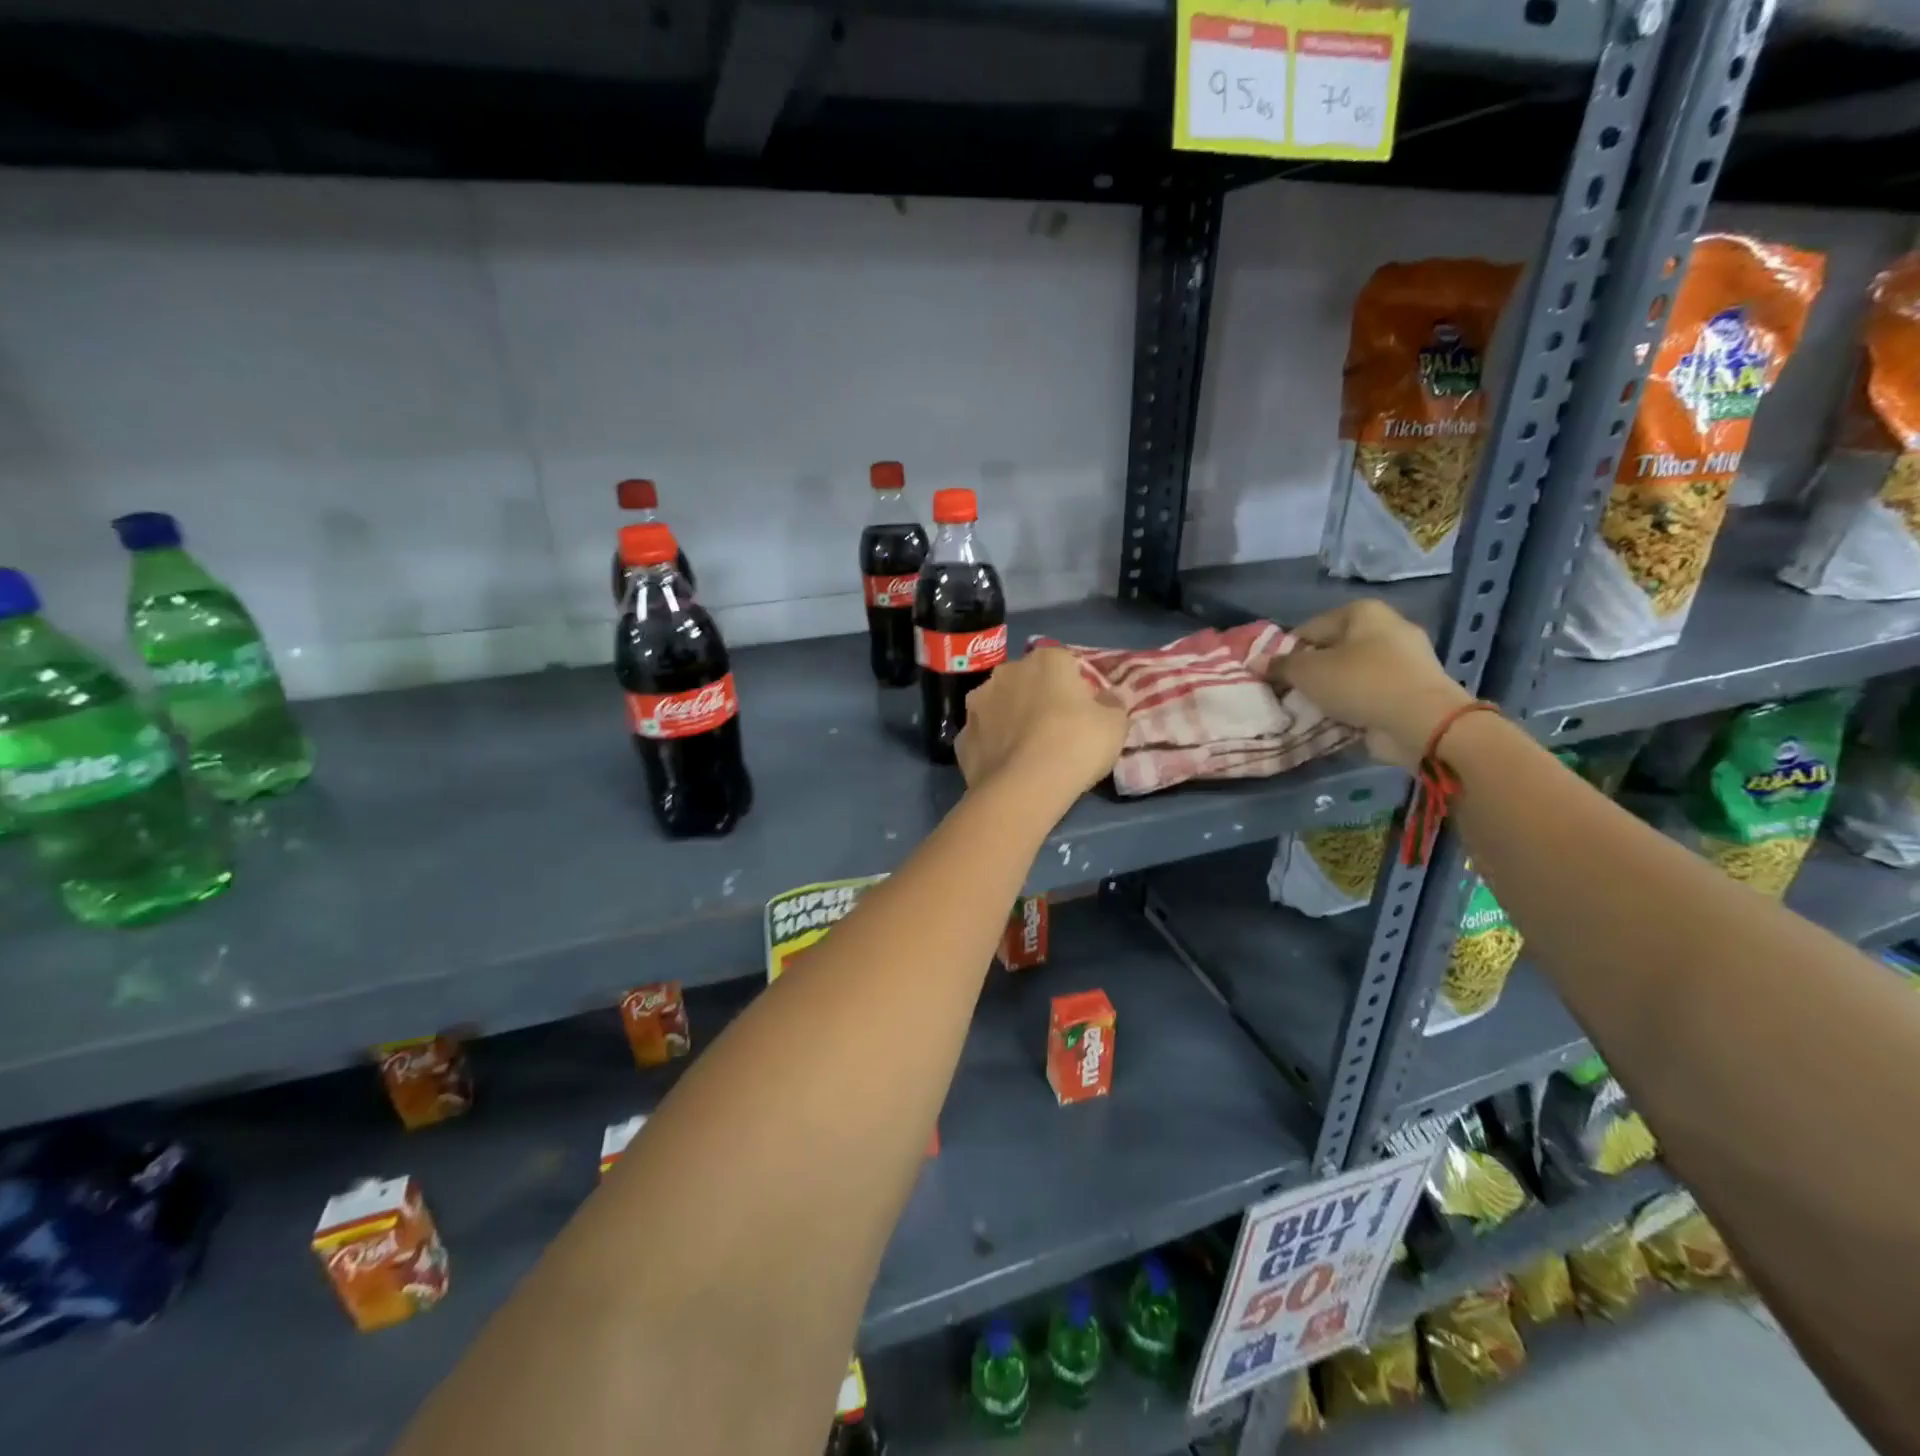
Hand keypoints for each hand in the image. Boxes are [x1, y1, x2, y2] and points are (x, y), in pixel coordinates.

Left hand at [955, 648, 1126, 803]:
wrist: (1024, 788)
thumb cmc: (1076, 745)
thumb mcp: (1115, 724)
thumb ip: (1112, 704)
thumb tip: (1107, 698)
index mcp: (1045, 660)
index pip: (1065, 663)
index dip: (1076, 686)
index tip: (1084, 711)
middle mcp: (1006, 672)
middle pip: (1028, 681)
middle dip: (1039, 698)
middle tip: (1056, 730)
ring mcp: (978, 703)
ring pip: (1000, 705)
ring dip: (1011, 718)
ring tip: (1027, 750)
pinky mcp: (962, 736)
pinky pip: (984, 735)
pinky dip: (993, 745)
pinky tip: (1006, 766)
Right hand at [1268, 600, 1471, 769]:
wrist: (1422, 721)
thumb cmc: (1360, 682)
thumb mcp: (1307, 672)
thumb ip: (1280, 666)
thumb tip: (1256, 662)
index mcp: (1362, 612)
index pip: (1308, 629)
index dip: (1285, 653)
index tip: (1272, 677)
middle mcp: (1386, 628)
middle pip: (1331, 651)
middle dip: (1309, 673)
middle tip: (1288, 695)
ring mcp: (1403, 660)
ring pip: (1350, 674)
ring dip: (1330, 691)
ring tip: (1309, 710)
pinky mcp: (1410, 689)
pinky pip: (1369, 693)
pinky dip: (1352, 704)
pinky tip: (1335, 719)